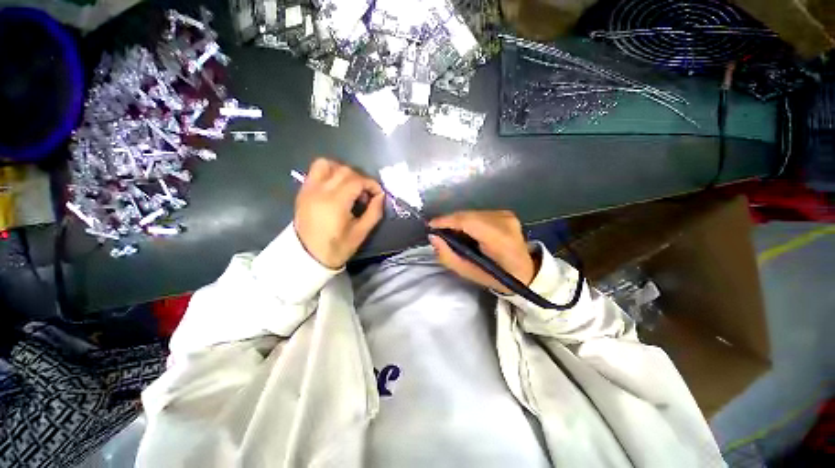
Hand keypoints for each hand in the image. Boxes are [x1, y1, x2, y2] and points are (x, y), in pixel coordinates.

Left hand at [294, 158, 384, 268]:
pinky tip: (336, 186)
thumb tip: (381, 196)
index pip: (357, 180)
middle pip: (344, 170)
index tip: (378, 194)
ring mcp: (309, 189)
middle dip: (360, 178)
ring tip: (350, 185)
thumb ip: (374, 212)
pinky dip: (329, 172)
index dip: (371, 184)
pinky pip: (315, 171)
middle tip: (365, 193)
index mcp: (335, 202)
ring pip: (327, 164)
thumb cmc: (337, 247)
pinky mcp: (303, 191)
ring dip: (342, 170)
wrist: (307, 256)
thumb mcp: (361, 233)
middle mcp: (320, 190)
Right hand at [429, 210, 538, 293]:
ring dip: (458, 221)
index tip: (430, 226)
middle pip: (468, 215)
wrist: (525, 271)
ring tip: (451, 233)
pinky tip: (465, 231)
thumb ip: (449, 256)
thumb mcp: (469, 273)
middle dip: (450, 221)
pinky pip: (478, 214)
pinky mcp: (505, 213)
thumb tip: (433, 238)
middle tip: (439, 232)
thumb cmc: (497, 277)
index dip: (447, 221)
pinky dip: (467, 221)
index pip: (468, 222)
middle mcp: (505, 222)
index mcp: (500, 240)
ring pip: (472, 213)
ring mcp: (507, 215)